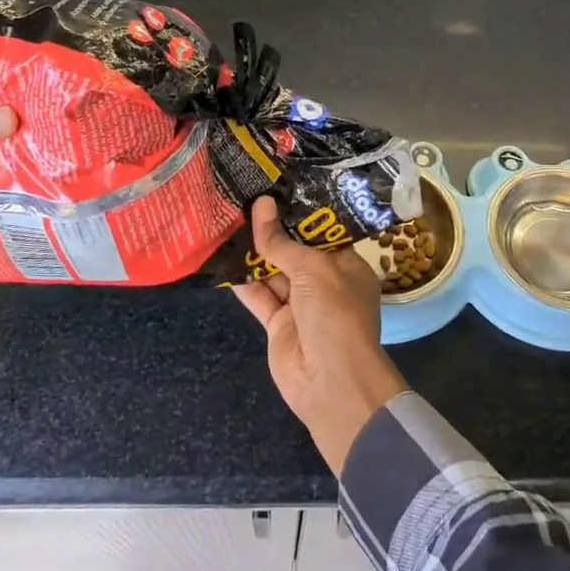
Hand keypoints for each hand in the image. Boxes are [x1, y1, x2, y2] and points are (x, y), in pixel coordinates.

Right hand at [231, 196, 407, 472]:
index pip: (323, 233)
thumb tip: (261, 204)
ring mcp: (300, 305)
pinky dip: (242, 281)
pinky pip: (258, 296)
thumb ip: (281, 242)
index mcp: (347, 266)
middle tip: (244, 197)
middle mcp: (325, 283)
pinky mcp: (278, 324)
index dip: (300, 213)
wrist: (330, 381)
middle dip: (272, 230)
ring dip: (253, 252)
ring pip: (273, 272)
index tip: (276, 188)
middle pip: (295, 251)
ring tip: (227, 219)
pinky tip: (222, 257)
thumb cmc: (335, 313)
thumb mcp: (312, 269)